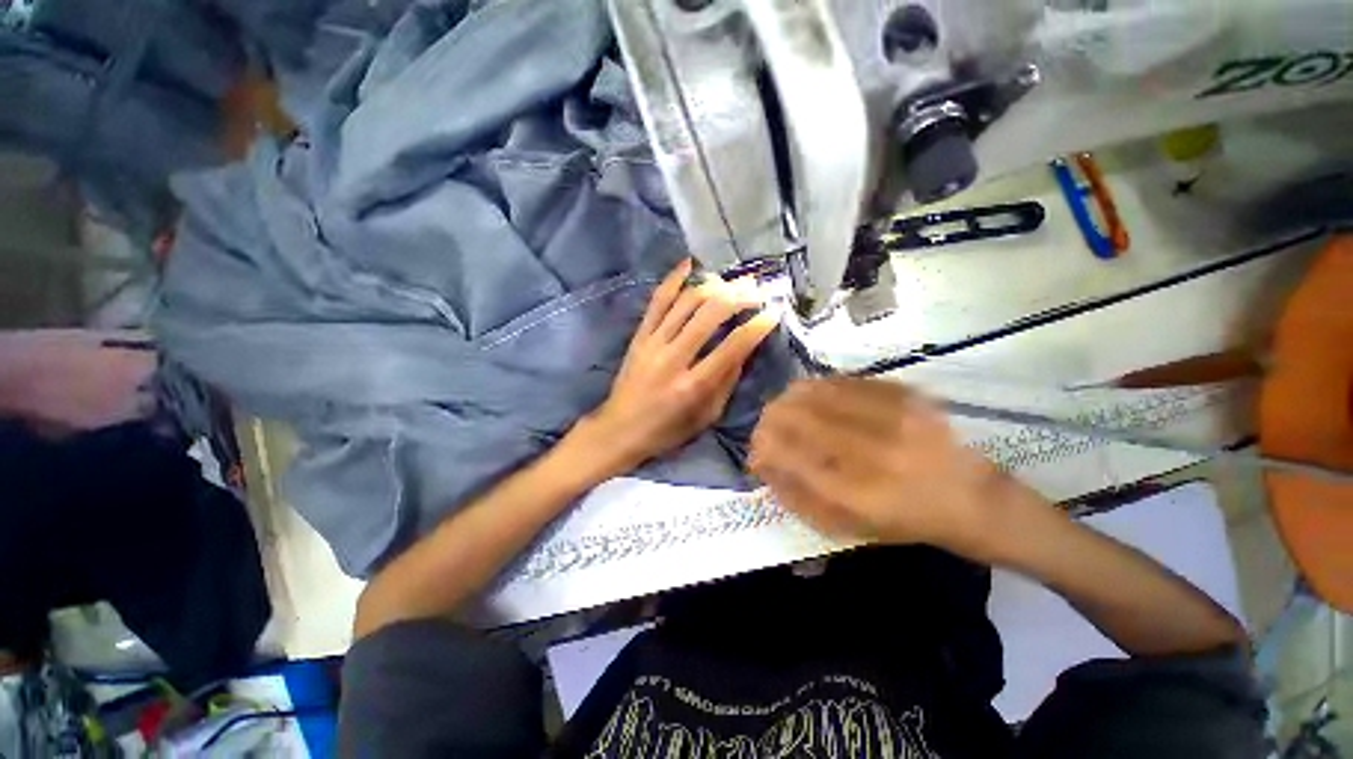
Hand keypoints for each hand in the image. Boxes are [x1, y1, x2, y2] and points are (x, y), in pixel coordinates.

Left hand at [574, 259, 779, 473]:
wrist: (619, 430)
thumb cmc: (667, 430)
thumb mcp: (706, 416)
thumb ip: (727, 382)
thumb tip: (745, 349)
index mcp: (693, 386)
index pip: (732, 347)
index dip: (757, 327)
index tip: (774, 312)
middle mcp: (673, 358)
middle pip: (710, 315)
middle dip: (740, 297)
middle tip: (758, 290)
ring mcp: (652, 343)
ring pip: (686, 302)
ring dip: (714, 286)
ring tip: (734, 280)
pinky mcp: (639, 336)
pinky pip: (657, 301)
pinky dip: (674, 279)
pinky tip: (690, 264)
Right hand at [750, 378, 1021, 557]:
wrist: (974, 498)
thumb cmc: (904, 522)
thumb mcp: (845, 526)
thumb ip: (795, 495)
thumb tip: (761, 462)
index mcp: (859, 493)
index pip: (786, 453)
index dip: (761, 445)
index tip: (756, 450)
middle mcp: (874, 449)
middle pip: (795, 415)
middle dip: (768, 420)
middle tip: (767, 429)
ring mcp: (893, 415)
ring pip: (814, 390)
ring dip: (789, 400)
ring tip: (787, 412)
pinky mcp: (905, 393)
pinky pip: (841, 380)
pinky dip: (818, 389)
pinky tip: (816, 400)